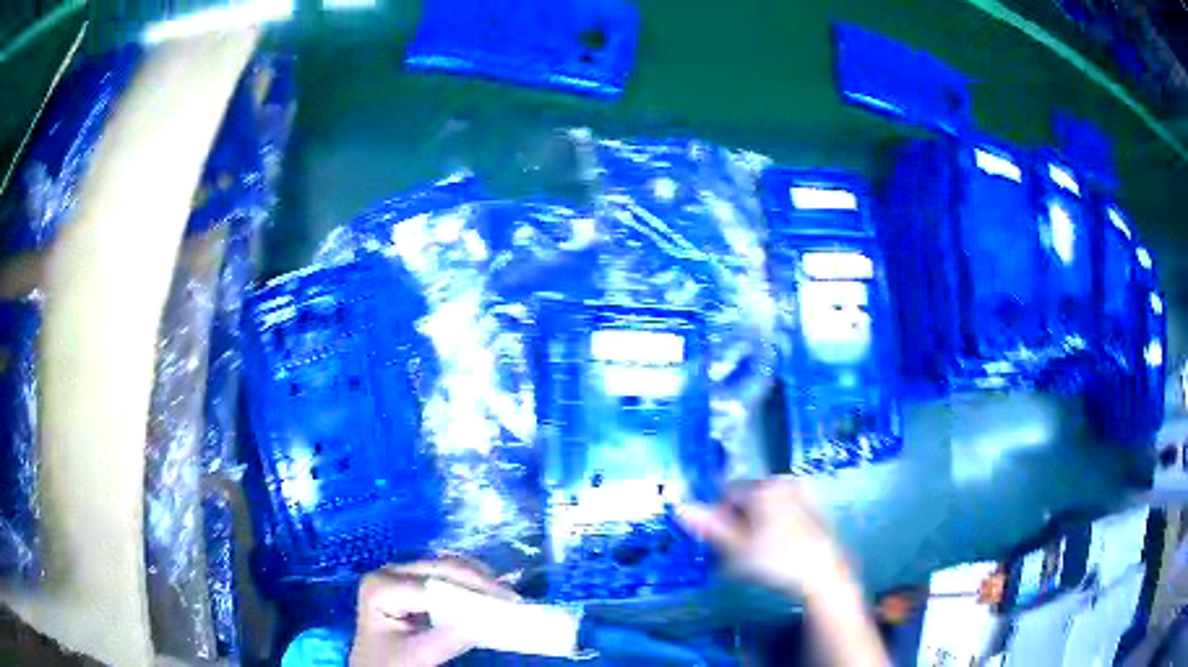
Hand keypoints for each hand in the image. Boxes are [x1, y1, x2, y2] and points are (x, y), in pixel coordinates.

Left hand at [350, 558, 515, 666]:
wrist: (377, 666)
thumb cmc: (389, 662)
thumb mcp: (415, 656)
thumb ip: (446, 640)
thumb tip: (484, 621)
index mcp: (381, 586)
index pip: (432, 587)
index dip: (469, 593)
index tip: (505, 605)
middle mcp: (391, 571)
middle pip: (442, 569)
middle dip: (479, 582)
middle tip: (513, 600)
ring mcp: (403, 575)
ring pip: (449, 568)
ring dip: (479, 581)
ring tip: (506, 599)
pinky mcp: (416, 582)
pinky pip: (449, 576)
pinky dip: (473, 585)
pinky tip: (490, 598)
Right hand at [678, 478, 851, 598]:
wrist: (823, 578)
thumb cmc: (776, 562)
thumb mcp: (736, 549)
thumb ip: (709, 527)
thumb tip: (679, 507)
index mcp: (765, 487)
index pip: (726, 494)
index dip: (718, 518)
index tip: (720, 544)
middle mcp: (785, 484)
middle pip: (748, 499)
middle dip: (738, 521)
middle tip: (738, 552)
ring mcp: (804, 496)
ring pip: (766, 508)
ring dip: (756, 526)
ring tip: (757, 555)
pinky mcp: (816, 512)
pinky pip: (784, 514)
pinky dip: (775, 528)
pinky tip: (777, 551)